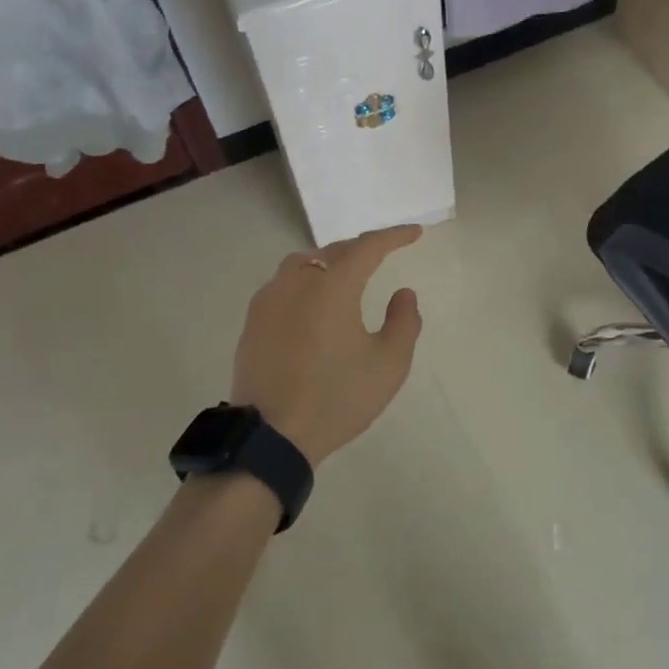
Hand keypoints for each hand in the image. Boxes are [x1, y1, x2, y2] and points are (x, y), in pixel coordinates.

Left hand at [231, 226, 424, 465]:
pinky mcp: (253, 319)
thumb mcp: (388, 365)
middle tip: (383, 254)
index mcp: (332, 286)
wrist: (271, 435)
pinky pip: (284, 284)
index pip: (368, 247)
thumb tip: (403, 293)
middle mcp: (297, 281)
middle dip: (361, 249)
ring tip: (347, 275)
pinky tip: (313, 302)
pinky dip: (306, 281)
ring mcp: (270, 298)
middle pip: (334, 251)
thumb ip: (404, 322)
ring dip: (330, 262)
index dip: (394, 236)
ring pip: (304, 263)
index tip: (415, 233)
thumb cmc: (336, 398)